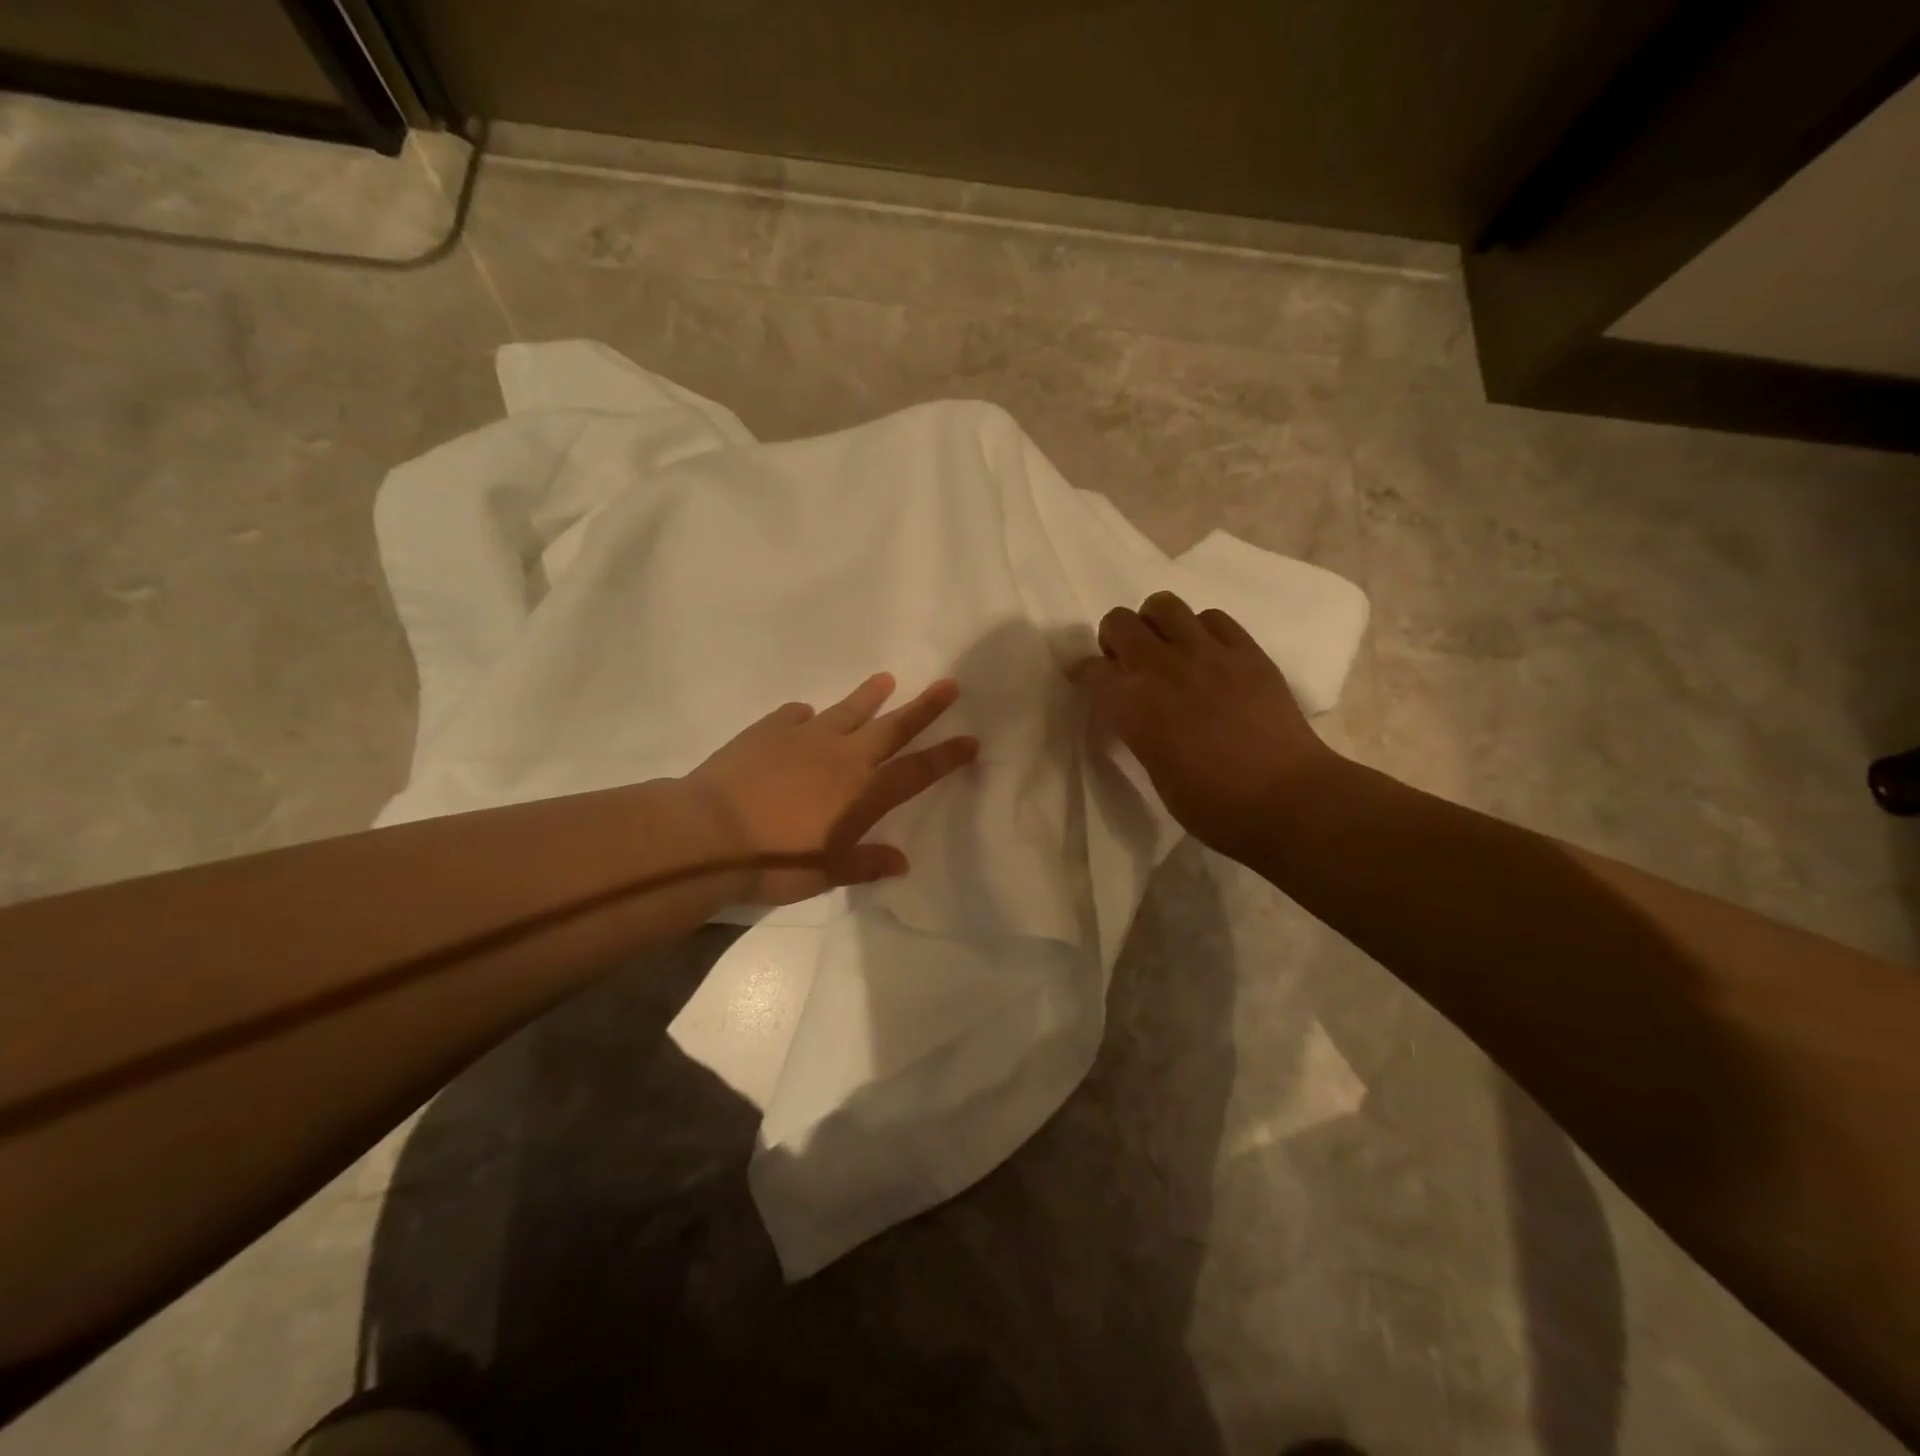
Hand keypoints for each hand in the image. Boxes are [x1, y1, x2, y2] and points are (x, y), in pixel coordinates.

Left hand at [682, 673, 977, 904]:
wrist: (710, 834)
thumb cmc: (775, 862)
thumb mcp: (827, 873)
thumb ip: (866, 863)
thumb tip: (902, 863)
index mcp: (863, 793)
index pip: (917, 771)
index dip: (947, 756)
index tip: (971, 739)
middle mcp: (843, 756)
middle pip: (893, 727)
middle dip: (925, 708)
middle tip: (949, 685)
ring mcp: (805, 738)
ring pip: (848, 710)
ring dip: (870, 696)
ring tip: (886, 679)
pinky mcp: (769, 731)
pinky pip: (795, 717)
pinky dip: (806, 716)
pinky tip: (804, 716)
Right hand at [1069, 592, 1333, 861]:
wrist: (1286, 798)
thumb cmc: (1212, 805)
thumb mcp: (1154, 769)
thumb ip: (1137, 728)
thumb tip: (1134, 710)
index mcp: (1132, 706)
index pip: (1091, 670)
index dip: (1083, 673)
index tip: (1086, 680)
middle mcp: (1161, 668)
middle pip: (1120, 622)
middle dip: (1114, 638)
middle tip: (1127, 662)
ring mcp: (1207, 653)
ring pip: (1163, 605)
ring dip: (1154, 624)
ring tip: (1166, 649)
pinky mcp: (1246, 650)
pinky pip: (1212, 617)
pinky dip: (1200, 629)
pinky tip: (1207, 654)